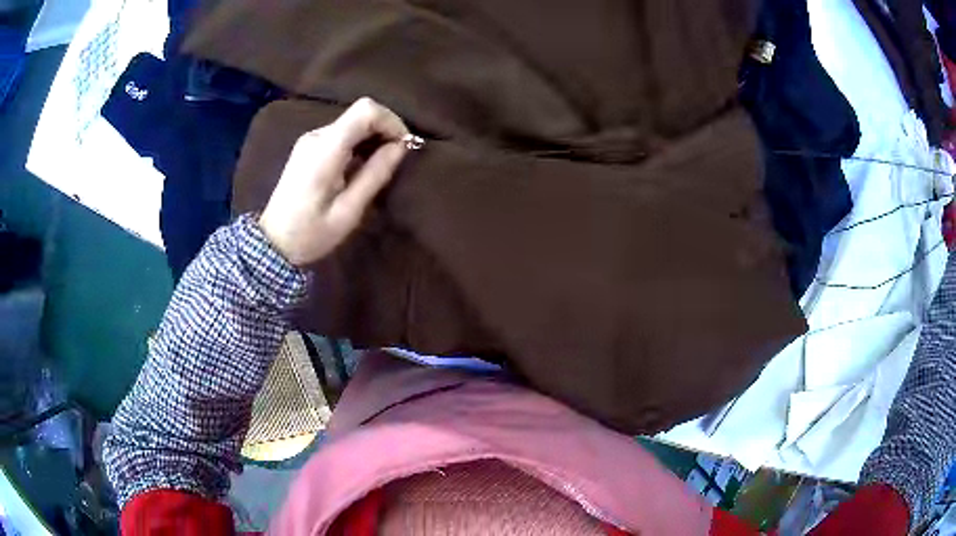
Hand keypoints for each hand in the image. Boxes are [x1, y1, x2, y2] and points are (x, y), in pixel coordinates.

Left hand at [258, 98, 409, 265]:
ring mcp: (310, 140)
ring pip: (352, 123)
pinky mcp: (308, 148)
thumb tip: (401, 146)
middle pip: (360, 114)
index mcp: (325, 150)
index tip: (404, 146)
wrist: (273, 243)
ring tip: (381, 166)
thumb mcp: (348, 211)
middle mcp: (316, 136)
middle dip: (384, 130)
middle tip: (397, 159)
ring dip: (372, 138)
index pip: (365, 110)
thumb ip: (375, 174)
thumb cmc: (311, 233)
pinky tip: (362, 167)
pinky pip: (341, 134)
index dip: (391, 121)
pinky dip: (359, 143)